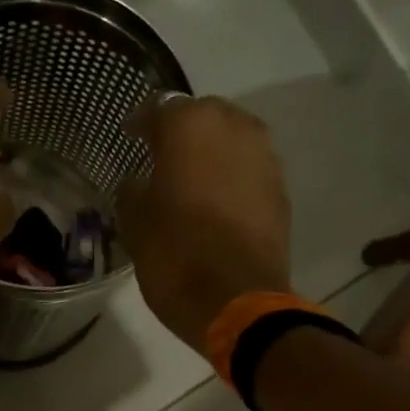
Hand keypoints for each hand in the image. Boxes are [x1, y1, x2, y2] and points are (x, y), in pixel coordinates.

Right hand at [118, 94, 292, 349]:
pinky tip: (216, 202)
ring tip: (190, 180)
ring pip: (230, 140)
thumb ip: (132, 191)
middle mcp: (233, 126)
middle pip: (201, 116)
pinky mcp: (280, 188)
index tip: (129, 138)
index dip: (140, 124)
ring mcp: (264, 156)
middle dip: (180, 133)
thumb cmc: (174, 256)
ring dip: (210, 153)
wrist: (237, 301)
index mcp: (189, 126)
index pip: (157, 109)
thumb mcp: (134, 224)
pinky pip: (248, 169)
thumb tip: (139, 182)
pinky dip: (231, 177)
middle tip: (160, 158)